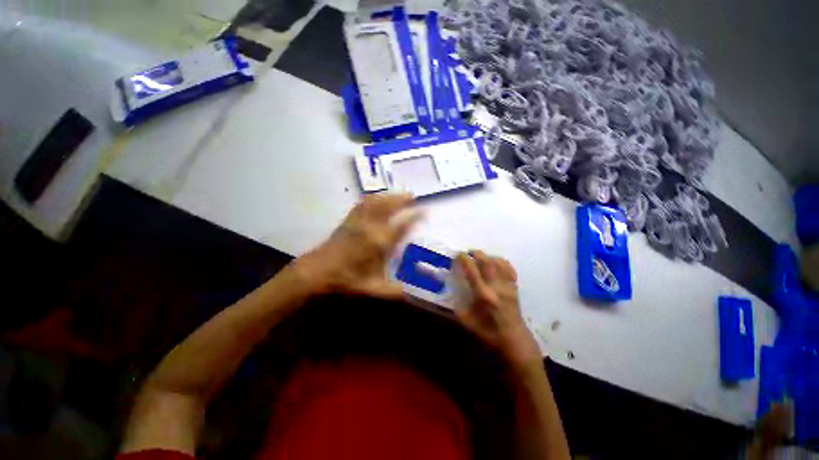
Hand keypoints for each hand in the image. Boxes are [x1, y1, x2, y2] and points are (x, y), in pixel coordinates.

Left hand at [294, 193, 421, 298]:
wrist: (318, 271)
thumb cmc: (346, 279)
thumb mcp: (372, 287)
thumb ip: (393, 291)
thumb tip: (411, 295)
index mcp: (379, 241)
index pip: (402, 225)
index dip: (415, 216)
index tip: (425, 211)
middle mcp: (371, 226)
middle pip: (389, 206)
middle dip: (402, 199)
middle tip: (413, 196)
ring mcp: (359, 220)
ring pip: (377, 201)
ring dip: (389, 196)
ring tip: (399, 194)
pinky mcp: (350, 219)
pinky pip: (364, 203)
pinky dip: (374, 197)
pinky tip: (378, 197)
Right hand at [454, 251, 540, 369]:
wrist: (514, 340)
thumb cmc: (489, 332)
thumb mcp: (467, 322)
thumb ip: (457, 306)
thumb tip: (451, 292)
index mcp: (483, 295)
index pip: (472, 271)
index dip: (464, 260)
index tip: (458, 254)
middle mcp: (496, 287)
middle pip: (487, 262)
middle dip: (477, 253)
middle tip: (468, 252)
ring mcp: (507, 286)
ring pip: (499, 263)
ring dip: (488, 256)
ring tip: (480, 256)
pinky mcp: (514, 287)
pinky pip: (509, 268)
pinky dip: (501, 262)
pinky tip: (495, 262)